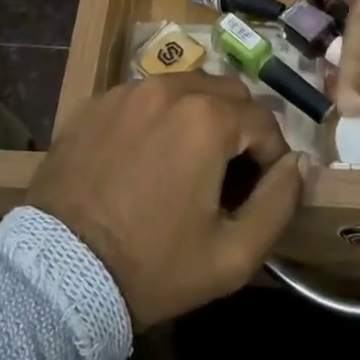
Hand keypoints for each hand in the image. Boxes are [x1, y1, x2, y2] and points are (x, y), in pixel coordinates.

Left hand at [29, 74, 304, 329]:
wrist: (60, 273)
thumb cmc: (154, 266)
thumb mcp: (233, 255)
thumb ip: (279, 203)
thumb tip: (299, 163)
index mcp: (207, 119)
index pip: (265, 120)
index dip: (271, 156)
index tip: (259, 189)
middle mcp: (168, 89)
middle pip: (227, 91)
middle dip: (239, 125)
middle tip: (227, 171)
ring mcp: (126, 91)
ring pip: (184, 86)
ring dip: (199, 115)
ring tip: (186, 161)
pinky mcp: (94, 103)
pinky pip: (143, 96)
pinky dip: (157, 116)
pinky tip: (145, 155)